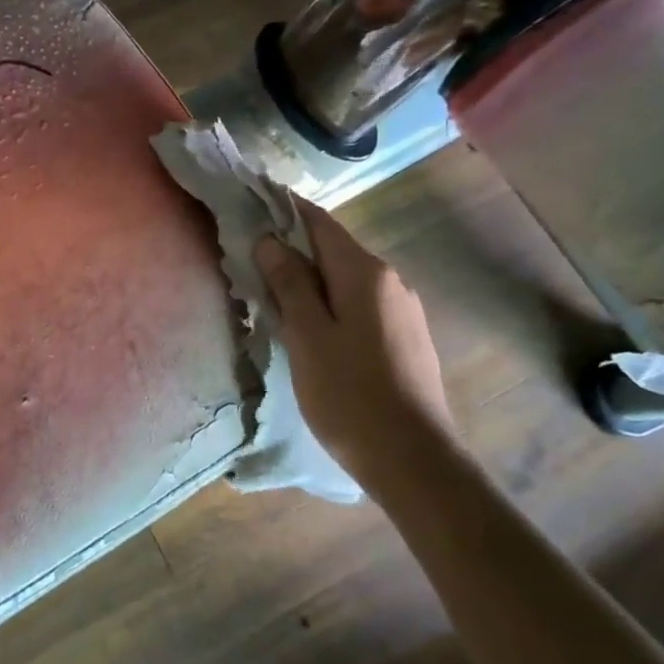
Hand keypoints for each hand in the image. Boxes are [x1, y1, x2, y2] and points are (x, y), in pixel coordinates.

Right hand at [254, 195, 454, 466]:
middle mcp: (390, 280)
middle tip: (249, 259)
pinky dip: (329, 301)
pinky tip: (310, 327)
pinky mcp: (405, 336)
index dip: (283, 209)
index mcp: (365, 272)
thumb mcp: (308, 335)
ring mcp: (402, 309)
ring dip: (309, 278)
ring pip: (345, 279)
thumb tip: (271, 240)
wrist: (414, 460)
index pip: (318, 222)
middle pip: (332, 249)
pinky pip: (358, 303)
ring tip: (272, 296)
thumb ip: (289, 283)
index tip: (250, 204)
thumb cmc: (350, 394)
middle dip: (292, 248)